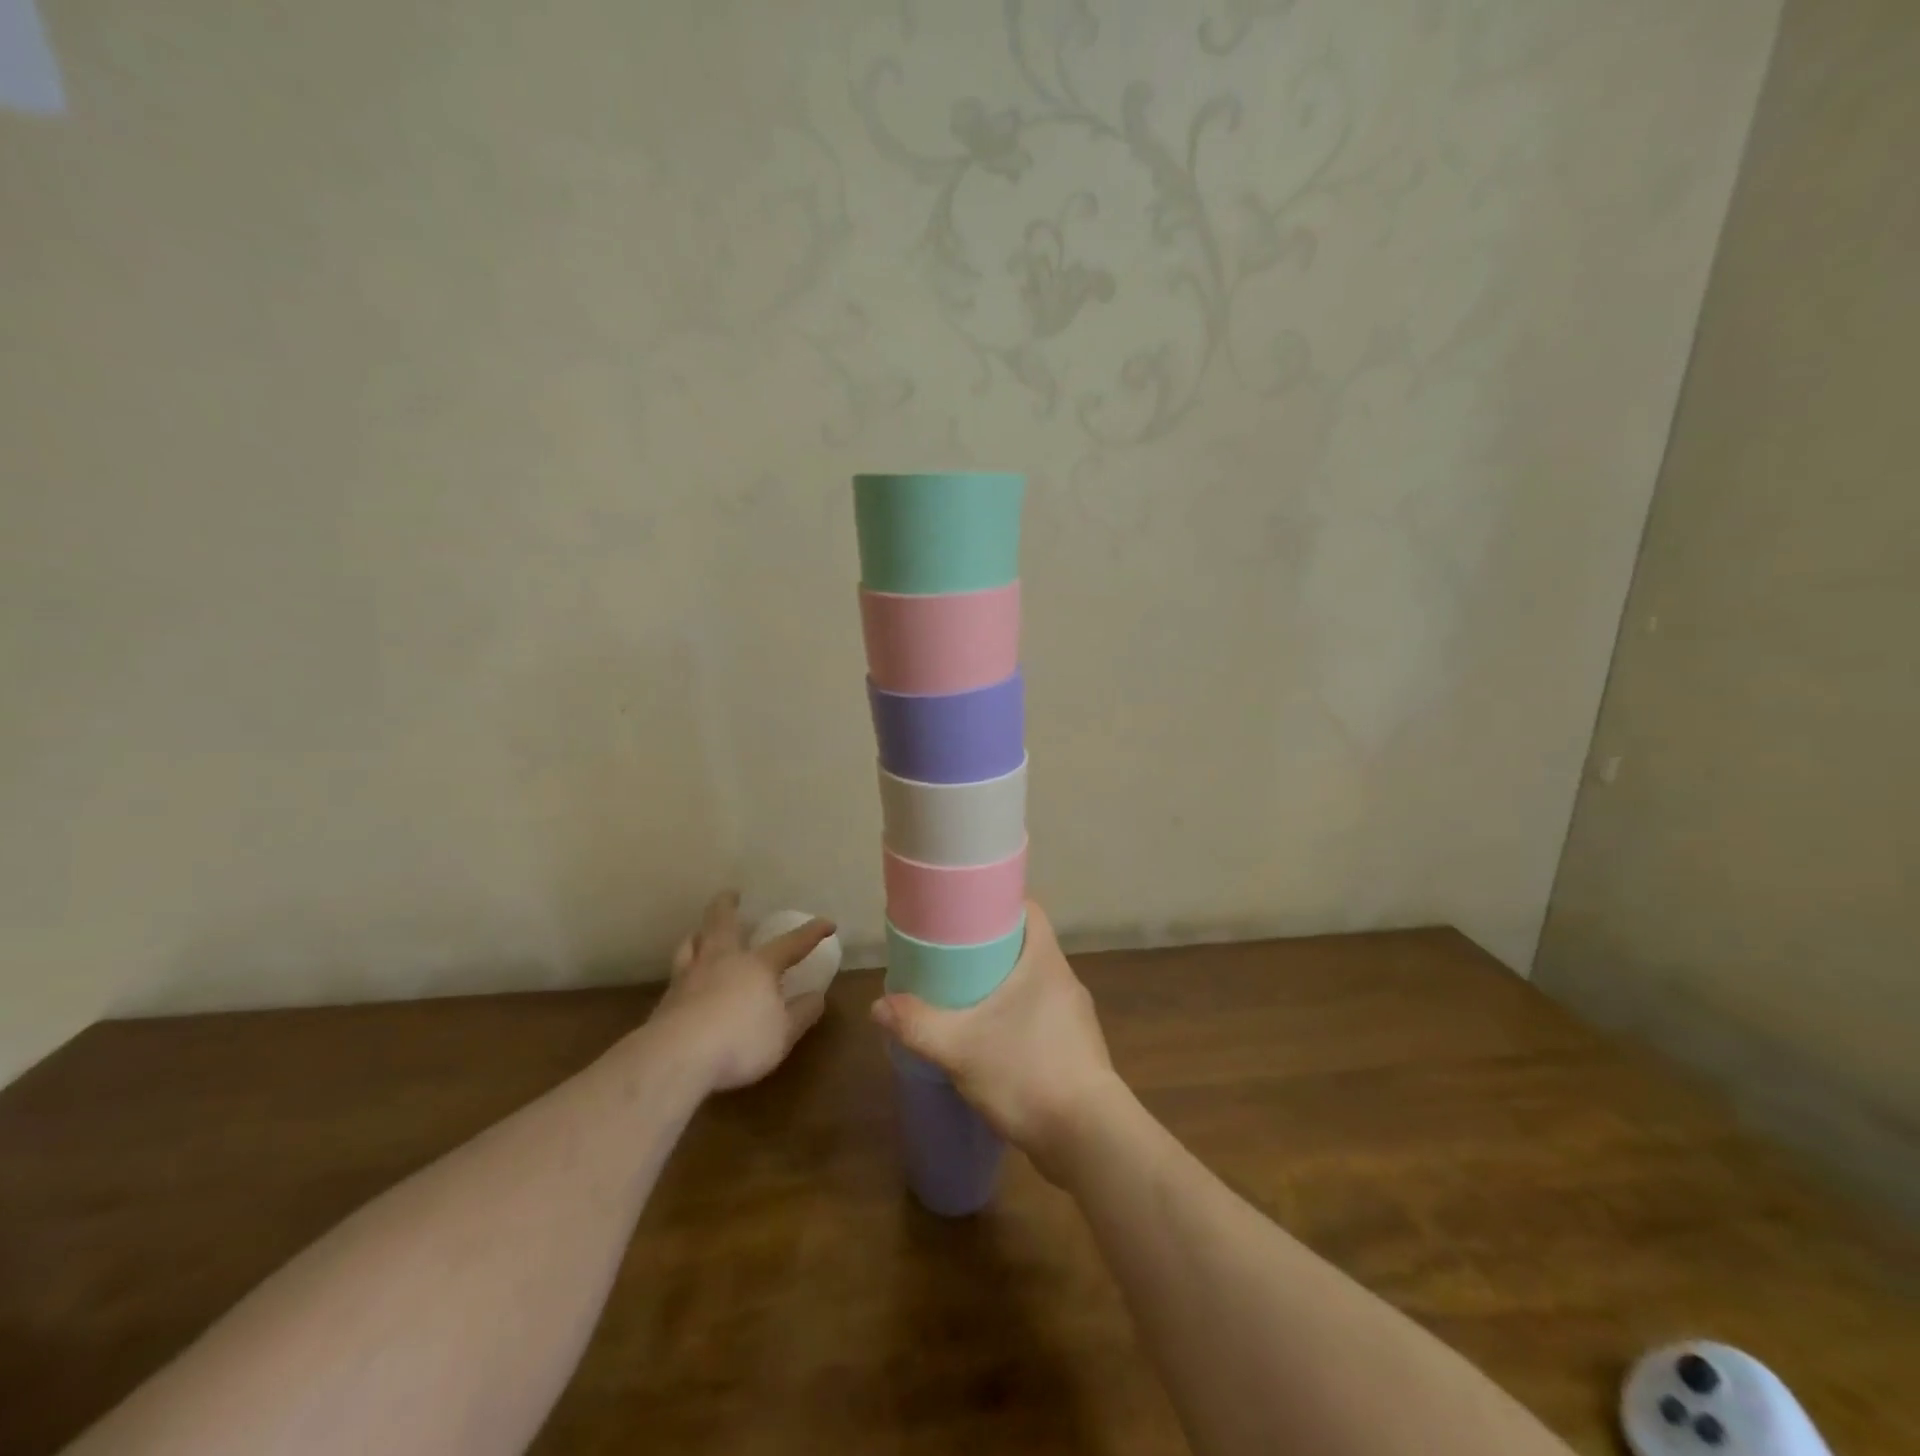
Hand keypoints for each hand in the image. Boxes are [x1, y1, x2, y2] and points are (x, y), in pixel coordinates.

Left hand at [651, 891, 833, 1091]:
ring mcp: (691, 976)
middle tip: (731, 893)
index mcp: (758, 966)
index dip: (812, 933)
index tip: (828, 923)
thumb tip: (818, 996)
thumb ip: (801, 1014)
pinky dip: (684, 965)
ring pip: (693, 942)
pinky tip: (683, 976)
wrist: (677, 1057)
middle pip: (723, 922)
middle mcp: (724, 961)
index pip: (791, 944)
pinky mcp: (667, 998)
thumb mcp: (782, 1034)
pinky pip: (677, 971)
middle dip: (729, 905)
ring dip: (700, 932)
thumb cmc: (740, 1042)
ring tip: (700, 931)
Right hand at [870, 901, 1121, 1180]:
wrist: (1089, 1138)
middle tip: (951, 957)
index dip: (997, 905)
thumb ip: (918, 1024)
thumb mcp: (960, 1048)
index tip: (964, 913)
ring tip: (966, 998)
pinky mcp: (1077, 1049)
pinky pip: (1041, 1017)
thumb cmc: (1026, 1073)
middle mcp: (1064, 980)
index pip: (1027, 910)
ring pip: (1033, 984)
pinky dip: (1016, 1019)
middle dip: (990, 949)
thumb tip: (878, 1006)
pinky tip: (991, 1041)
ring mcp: (1075, 1016)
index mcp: (1045, 960)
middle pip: (1026, 946)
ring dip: (1003, 987)